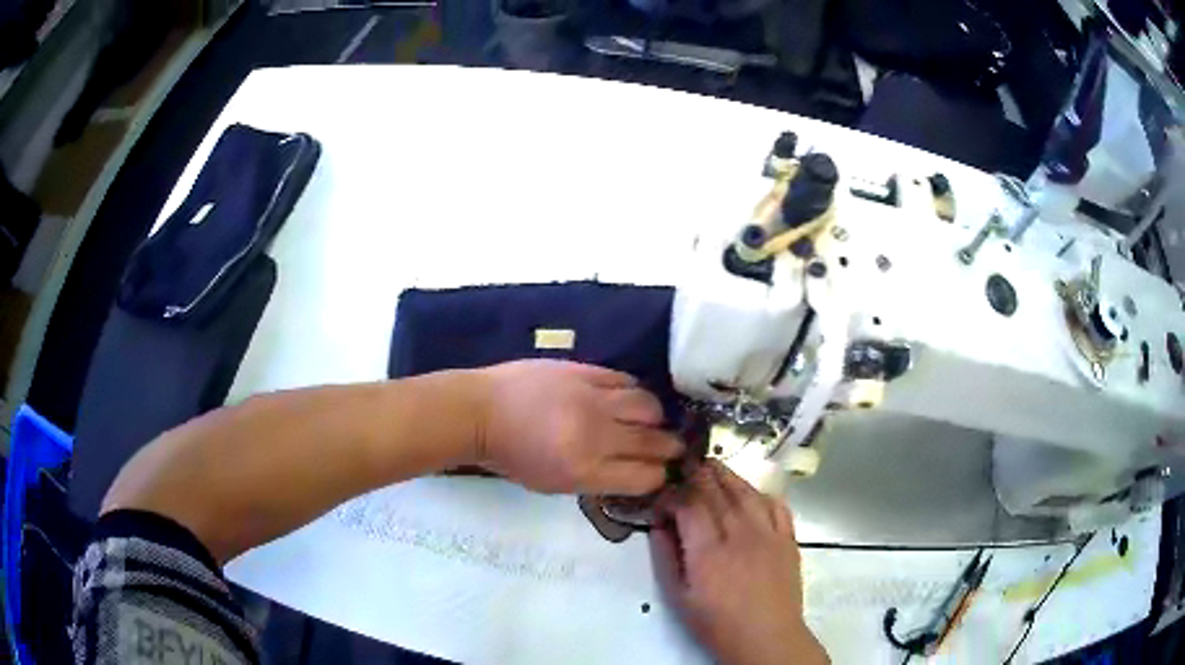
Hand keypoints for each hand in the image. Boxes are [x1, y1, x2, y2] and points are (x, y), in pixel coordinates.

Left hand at [476, 360, 684, 495]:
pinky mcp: (584, 371)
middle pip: (653, 442)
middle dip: (670, 448)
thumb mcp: (552, 484)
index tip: (660, 473)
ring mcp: (592, 399)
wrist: (479, 412)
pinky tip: (627, 398)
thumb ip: (596, 480)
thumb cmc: (511, 456)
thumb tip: (632, 471)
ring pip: (648, 405)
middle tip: (674, 448)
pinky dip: (632, 391)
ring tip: (652, 421)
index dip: (658, 476)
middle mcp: (596, 435)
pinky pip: (625, 379)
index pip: (644, 477)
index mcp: (585, 471)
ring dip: (656, 417)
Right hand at [650, 461, 826, 664]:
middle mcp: (739, 534)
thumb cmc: (717, 623)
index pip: (689, 504)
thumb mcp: (679, 597)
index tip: (663, 499)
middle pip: (717, 491)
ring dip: (727, 475)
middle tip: (685, 466)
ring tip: (713, 466)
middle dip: (697, 474)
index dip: (673, 494)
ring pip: (747, 491)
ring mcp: (768, 533)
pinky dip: (761, 493)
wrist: (766, 637)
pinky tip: (750, 492)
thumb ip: (666, 558)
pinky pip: (776, 505)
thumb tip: (659, 526)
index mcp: (708, 552)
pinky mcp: (788, 538)